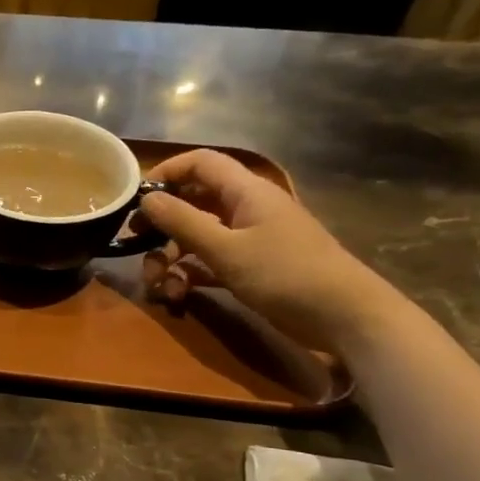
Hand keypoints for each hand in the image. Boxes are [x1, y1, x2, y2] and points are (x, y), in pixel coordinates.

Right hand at [137, 149, 405, 352]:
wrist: (344, 317)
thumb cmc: (284, 274)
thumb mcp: (226, 249)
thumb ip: (183, 222)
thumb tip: (147, 198)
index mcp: (245, 192)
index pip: (201, 163)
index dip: (167, 171)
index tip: (136, 196)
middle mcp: (246, 209)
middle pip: (193, 202)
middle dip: (162, 224)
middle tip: (135, 244)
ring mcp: (249, 239)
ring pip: (197, 236)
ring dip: (171, 257)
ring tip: (157, 283)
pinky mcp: (251, 268)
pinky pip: (209, 262)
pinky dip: (190, 274)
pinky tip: (177, 294)